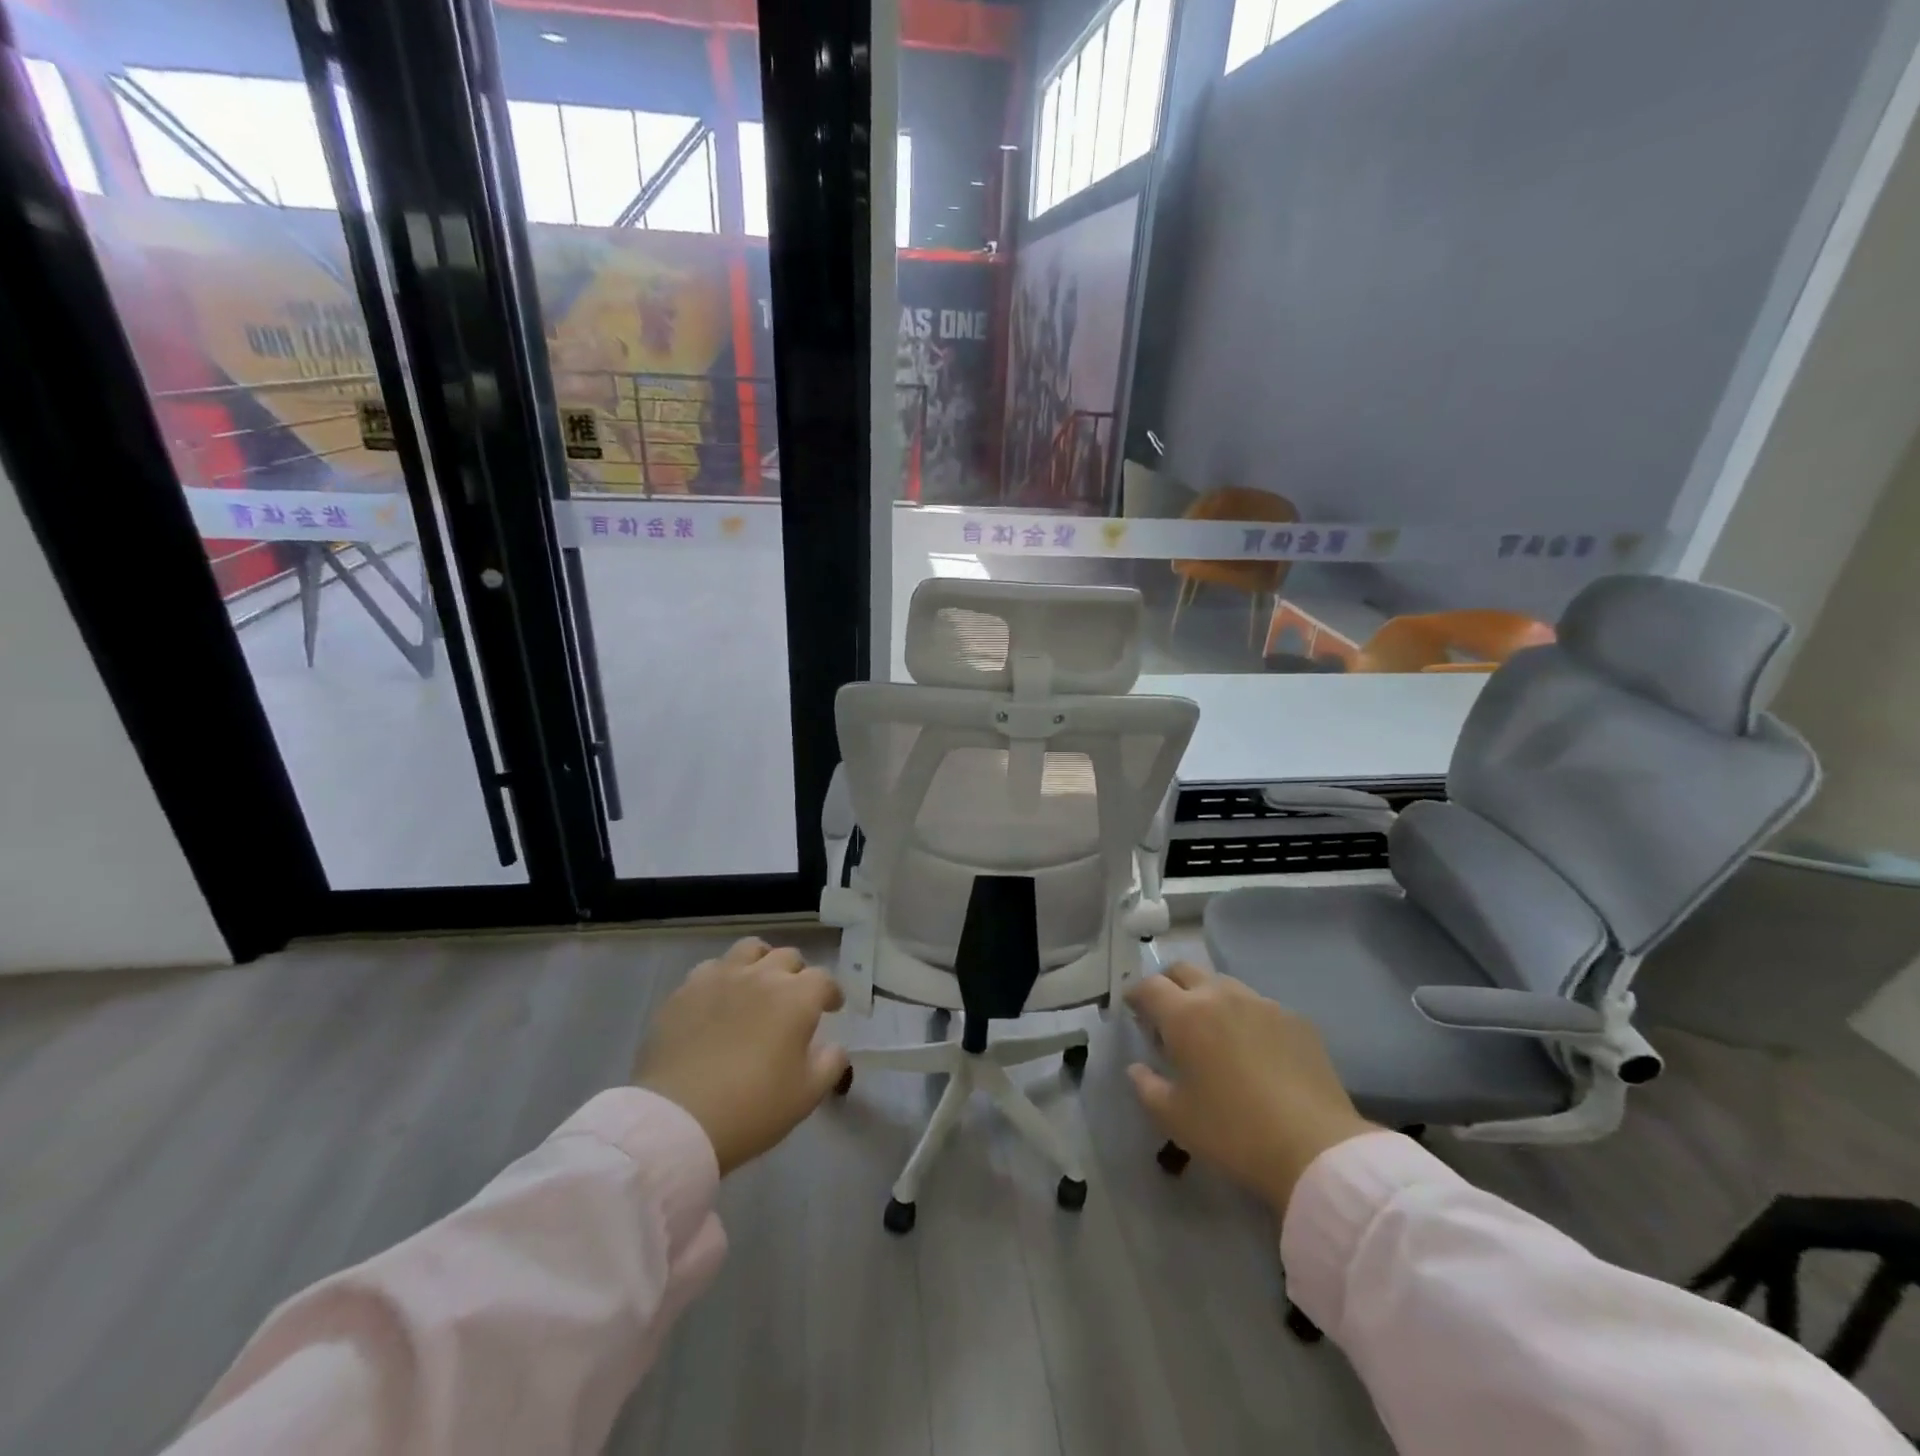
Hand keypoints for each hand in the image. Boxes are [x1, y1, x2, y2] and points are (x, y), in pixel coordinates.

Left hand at [632, 938, 850, 1175]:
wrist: (678, 1120)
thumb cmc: (752, 1109)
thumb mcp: (806, 1096)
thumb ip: (830, 1064)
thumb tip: (835, 1047)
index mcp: (796, 997)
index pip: (823, 980)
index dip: (831, 993)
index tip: (831, 1008)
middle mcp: (761, 976)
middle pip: (788, 957)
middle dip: (797, 974)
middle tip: (794, 998)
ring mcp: (720, 978)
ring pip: (749, 950)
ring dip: (761, 962)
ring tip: (757, 983)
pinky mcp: (685, 990)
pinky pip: (710, 968)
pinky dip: (722, 977)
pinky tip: (718, 999)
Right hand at [1124, 962, 1375, 1215]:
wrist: (1315, 1148)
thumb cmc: (1233, 1132)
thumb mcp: (1175, 1118)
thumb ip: (1147, 1087)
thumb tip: (1137, 1068)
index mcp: (1185, 1014)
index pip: (1149, 986)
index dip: (1135, 994)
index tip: (1132, 1009)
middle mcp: (1221, 995)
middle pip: (1184, 970)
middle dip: (1169, 985)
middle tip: (1167, 1016)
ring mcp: (1262, 1004)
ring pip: (1224, 984)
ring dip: (1208, 998)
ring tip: (1212, 1033)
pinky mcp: (1296, 1020)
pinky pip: (1259, 1007)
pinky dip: (1245, 1018)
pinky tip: (1254, 1051)